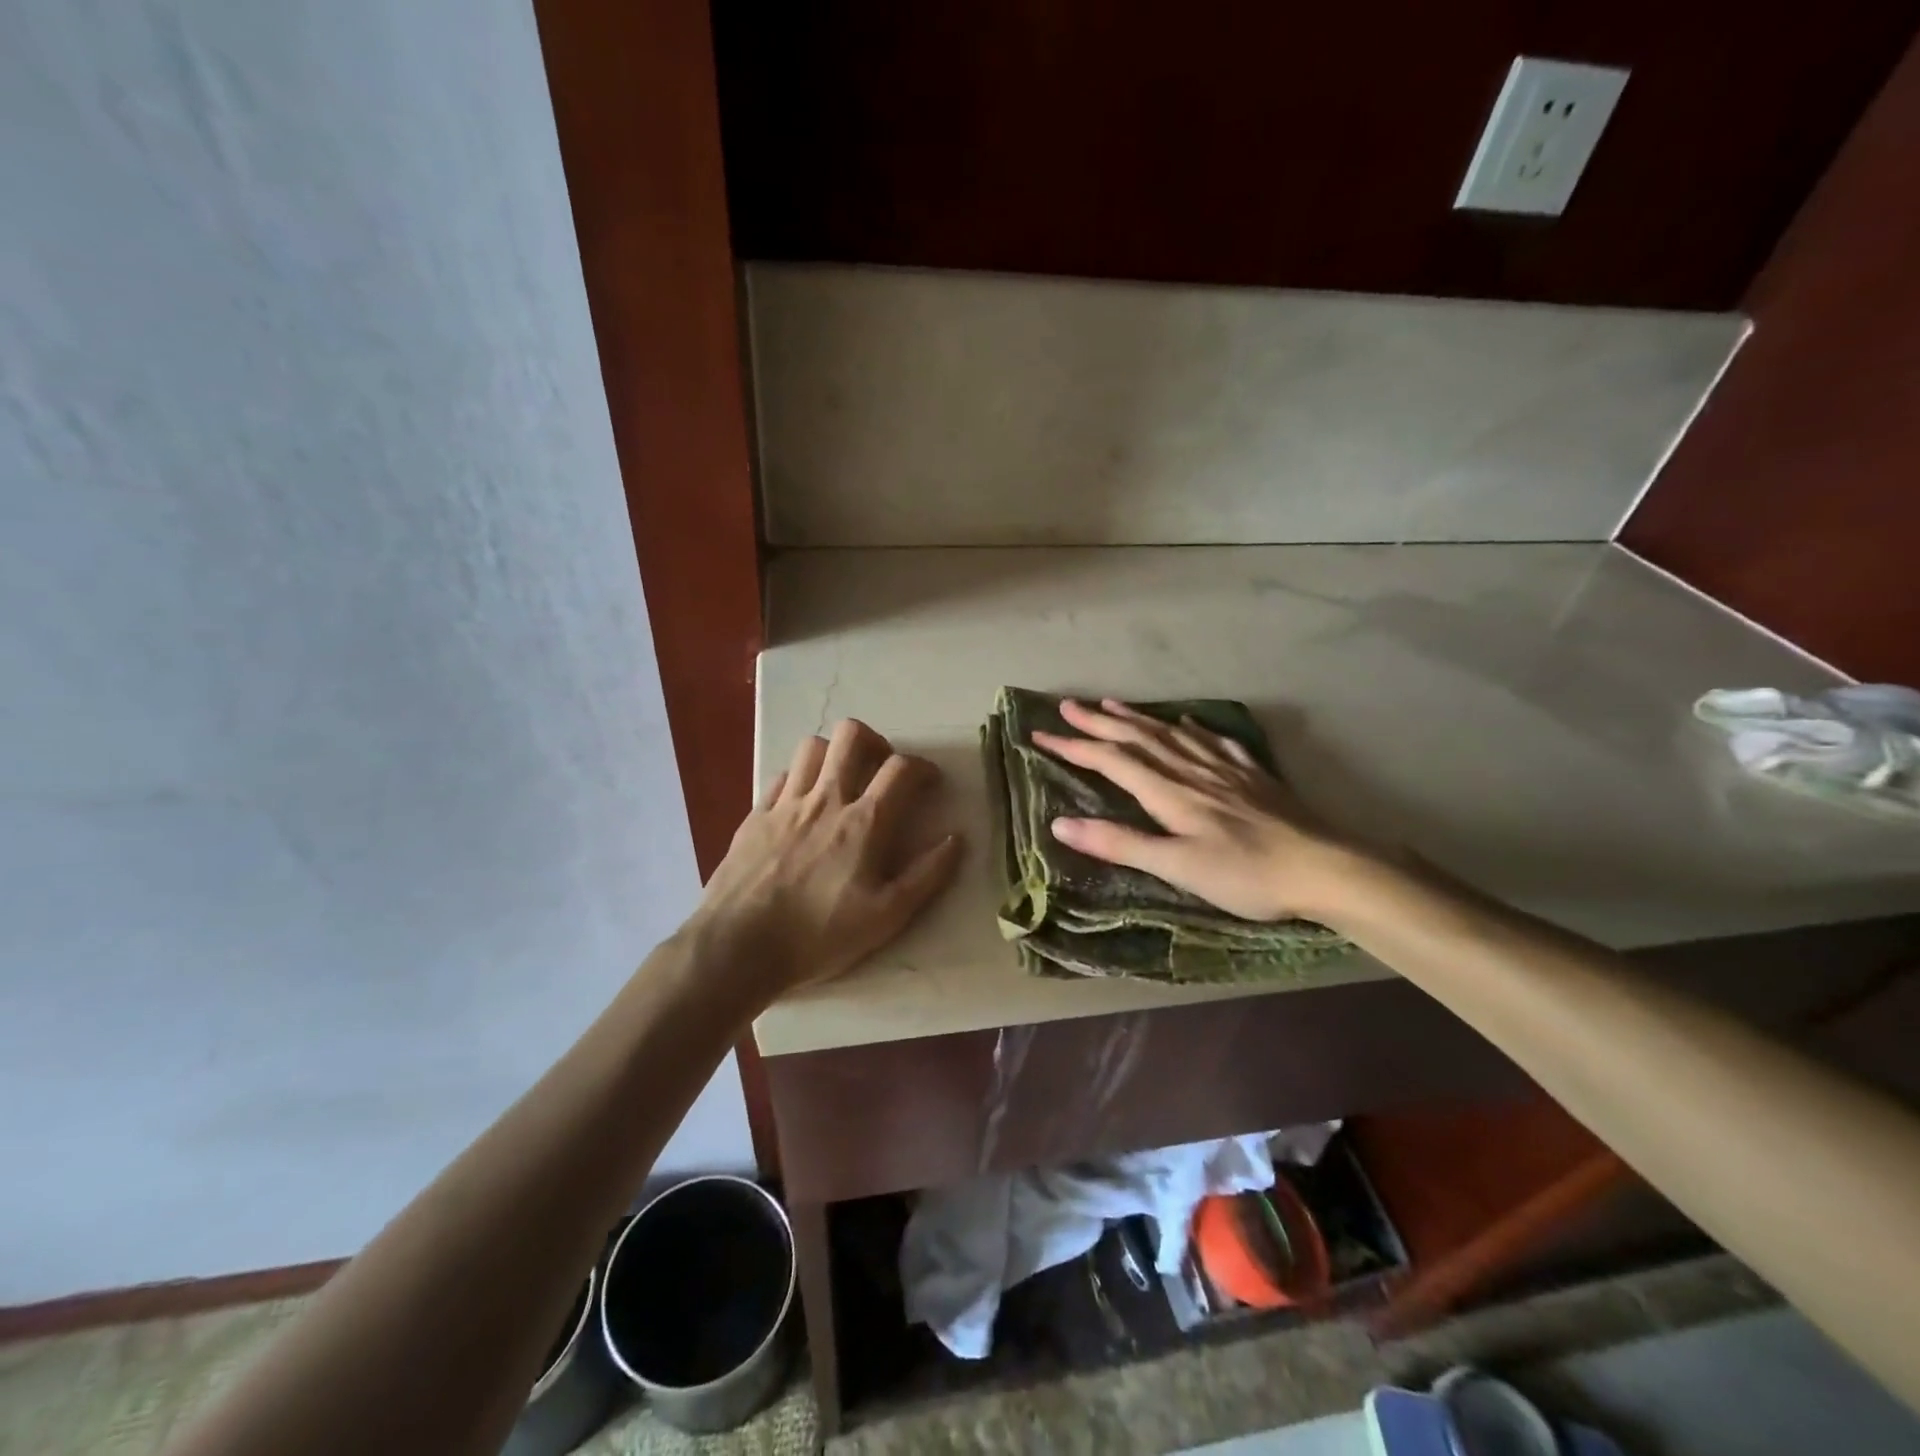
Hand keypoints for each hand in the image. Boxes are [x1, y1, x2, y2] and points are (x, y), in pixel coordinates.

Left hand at [693, 719, 962, 998]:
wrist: (738, 947)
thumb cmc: (819, 934)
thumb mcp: (886, 917)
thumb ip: (927, 875)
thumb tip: (956, 838)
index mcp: (864, 822)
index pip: (901, 768)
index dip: (923, 767)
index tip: (930, 782)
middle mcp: (826, 799)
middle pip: (851, 736)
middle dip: (875, 742)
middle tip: (882, 769)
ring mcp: (786, 804)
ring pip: (812, 747)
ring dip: (834, 754)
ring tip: (842, 779)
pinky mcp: (755, 815)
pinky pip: (781, 776)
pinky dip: (799, 778)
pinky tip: (803, 802)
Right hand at [1032, 698, 1345, 921]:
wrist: (1324, 867)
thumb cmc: (1245, 874)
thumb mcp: (1176, 866)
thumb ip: (1120, 843)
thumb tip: (1060, 823)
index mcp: (1168, 792)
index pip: (1110, 761)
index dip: (1073, 746)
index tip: (1039, 734)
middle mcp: (1190, 770)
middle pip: (1137, 738)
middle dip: (1098, 722)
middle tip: (1067, 705)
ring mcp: (1223, 769)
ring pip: (1170, 734)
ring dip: (1137, 718)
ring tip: (1111, 703)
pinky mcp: (1251, 775)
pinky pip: (1213, 742)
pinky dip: (1192, 729)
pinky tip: (1187, 723)